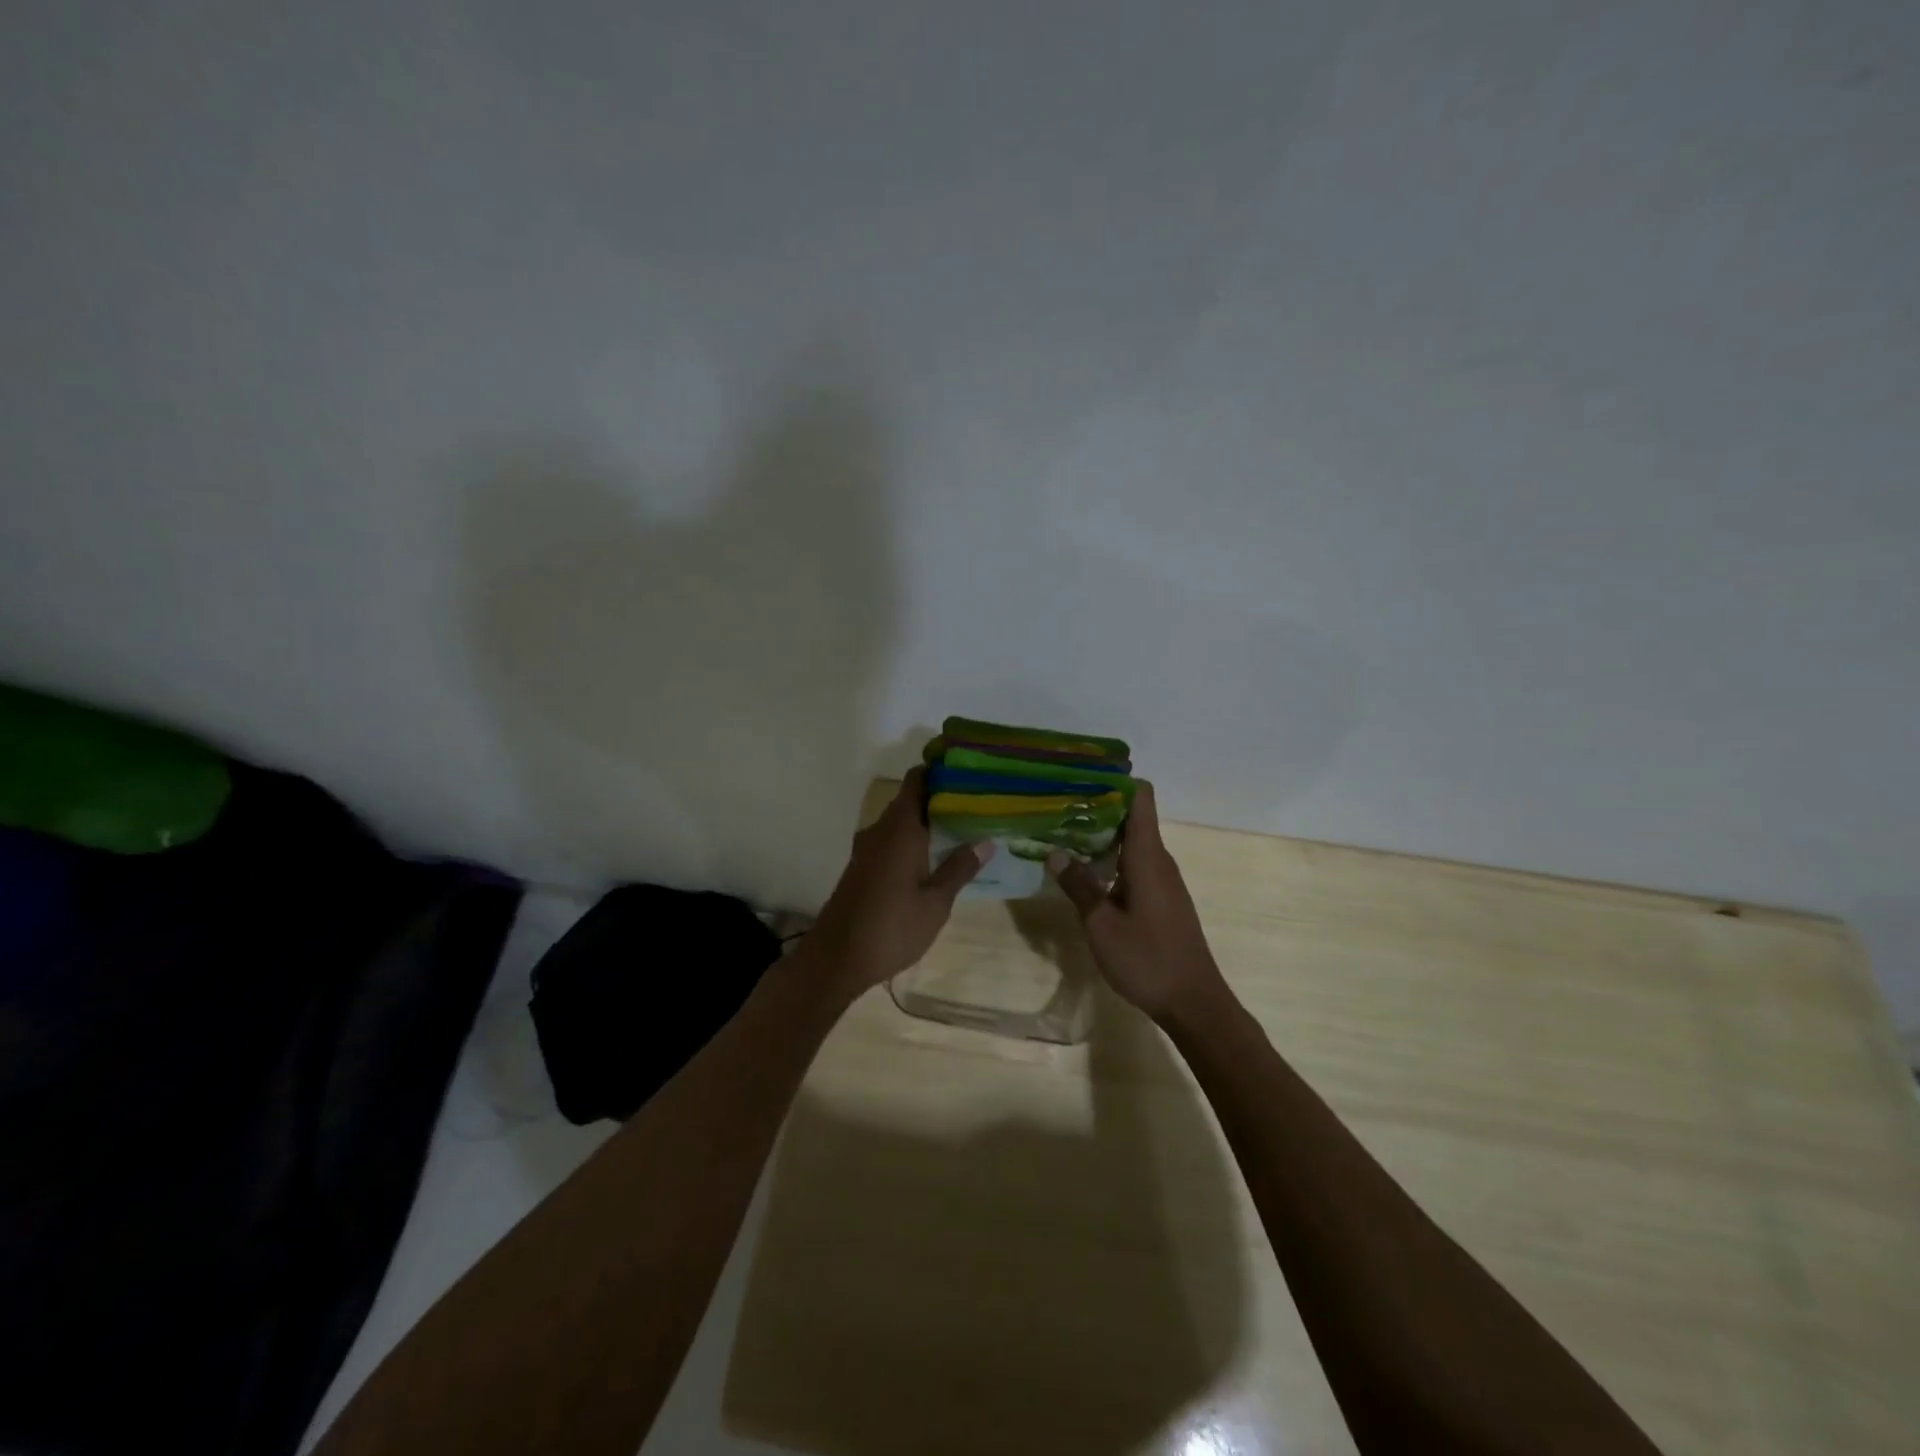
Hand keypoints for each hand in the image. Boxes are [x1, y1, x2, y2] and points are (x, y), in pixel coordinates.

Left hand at [804, 768, 991, 998]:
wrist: (836, 959)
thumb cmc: (891, 928)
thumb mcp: (936, 902)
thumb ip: (959, 868)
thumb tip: (986, 841)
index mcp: (900, 829)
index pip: (917, 780)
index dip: (940, 770)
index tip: (968, 770)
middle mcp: (881, 830)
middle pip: (911, 799)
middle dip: (941, 798)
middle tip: (978, 803)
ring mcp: (868, 848)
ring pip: (902, 821)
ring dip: (928, 821)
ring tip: (964, 828)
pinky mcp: (862, 867)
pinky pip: (892, 840)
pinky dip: (914, 839)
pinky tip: (935, 856)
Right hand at [1049, 782, 1231, 1026]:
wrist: (1194, 1003)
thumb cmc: (1148, 960)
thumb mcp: (1101, 925)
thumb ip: (1079, 886)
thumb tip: (1054, 852)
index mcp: (1147, 857)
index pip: (1141, 798)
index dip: (1114, 781)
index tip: (1080, 777)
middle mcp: (1159, 860)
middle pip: (1132, 817)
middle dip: (1096, 808)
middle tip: (1056, 807)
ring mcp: (1163, 880)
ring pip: (1131, 842)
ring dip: (1101, 836)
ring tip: (1062, 835)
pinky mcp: (1163, 899)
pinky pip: (1135, 864)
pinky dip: (1110, 859)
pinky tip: (1085, 873)